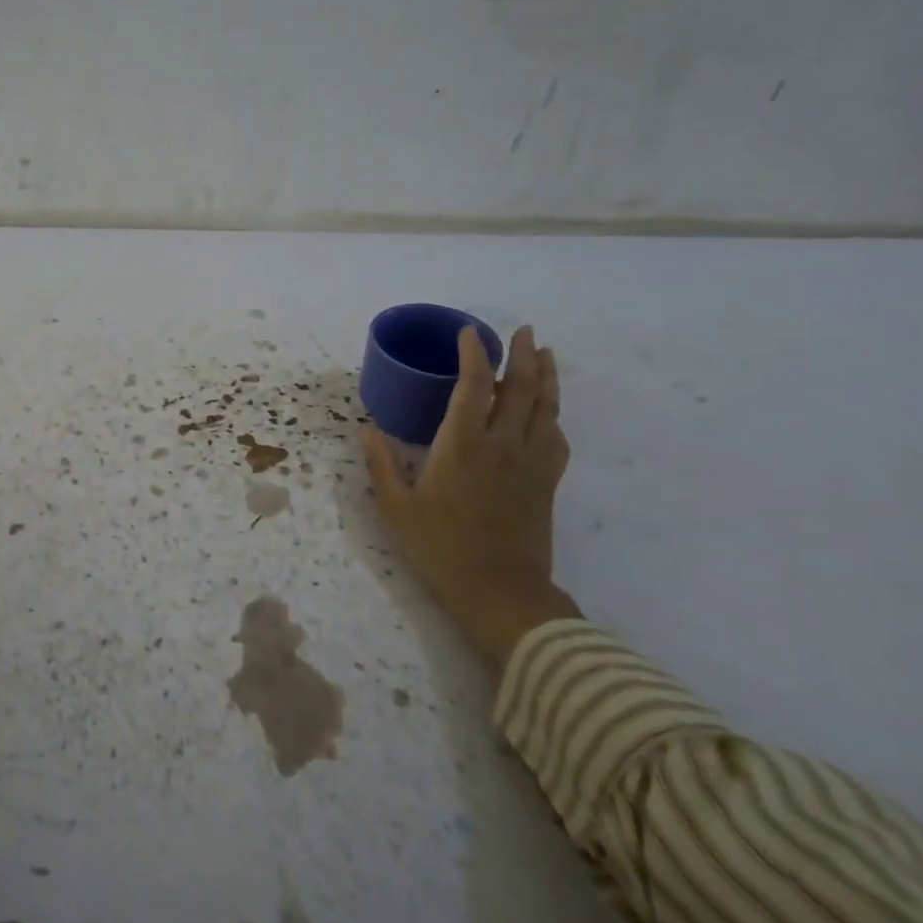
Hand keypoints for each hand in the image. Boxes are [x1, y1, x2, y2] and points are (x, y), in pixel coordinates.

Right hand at [360, 325, 580, 670]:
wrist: (500, 591)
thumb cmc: (440, 547)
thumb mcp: (396, 508)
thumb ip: (381, 464)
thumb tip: (367, 429)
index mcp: (462, 445)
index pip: (474, 385)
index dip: (473, 354)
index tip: (469, 333)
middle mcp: (502, 444)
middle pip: (521, 388)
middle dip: (523, 355)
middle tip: (523, 332)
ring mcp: (531, 463)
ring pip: (546, 408)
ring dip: (547, 377)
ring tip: (546, 355)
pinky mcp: (547, 483)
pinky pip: (556, 438)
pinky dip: (553, 417)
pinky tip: (548, 413)